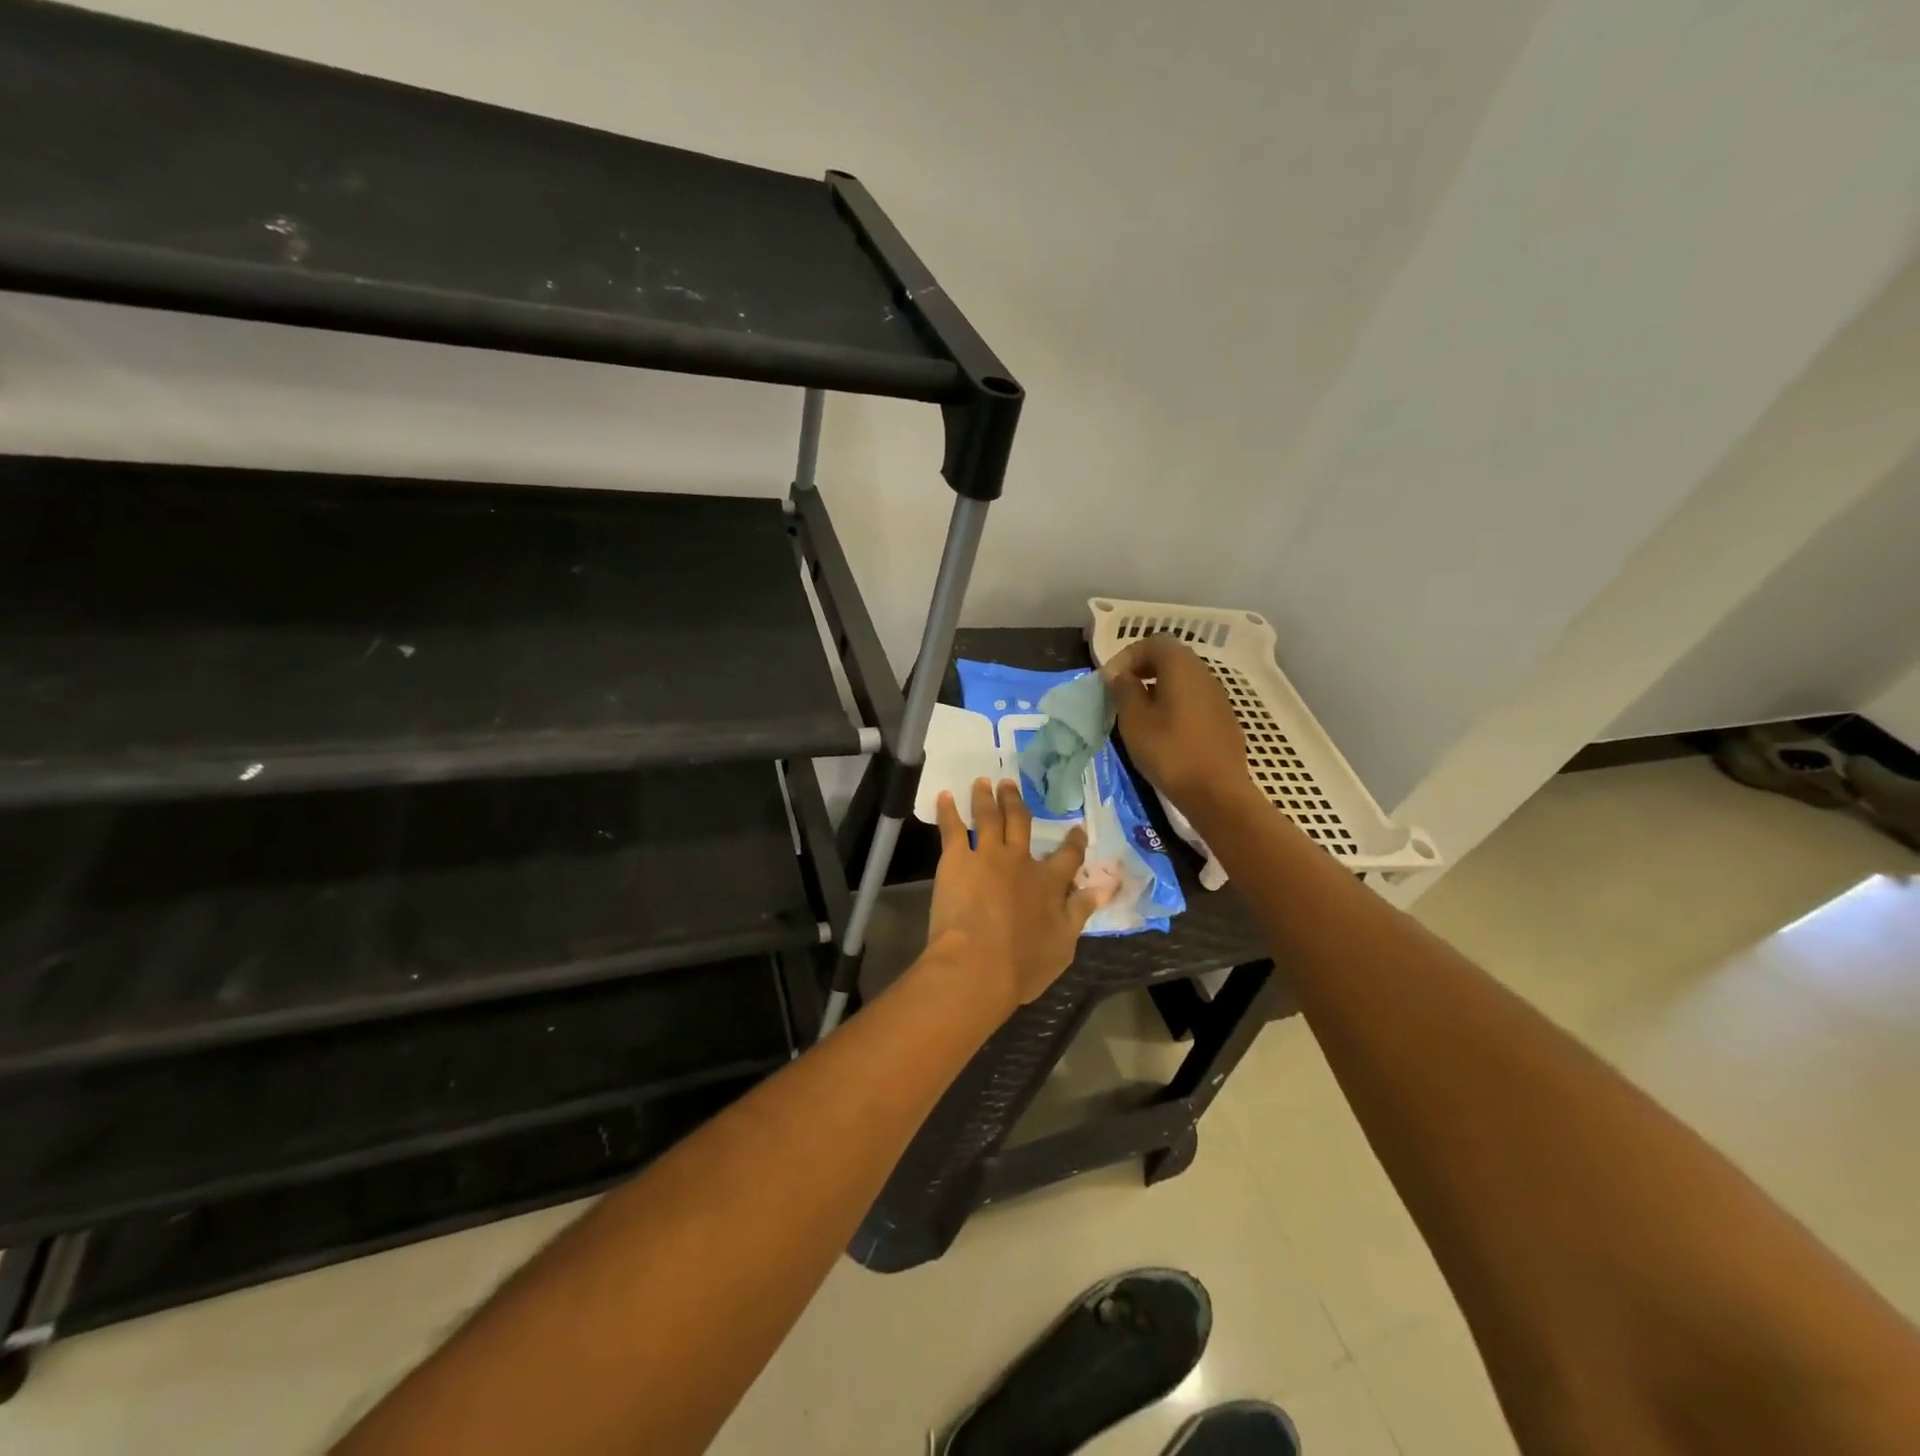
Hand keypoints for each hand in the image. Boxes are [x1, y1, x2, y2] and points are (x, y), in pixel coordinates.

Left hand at [927, 778, 1106, 1012]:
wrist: (976, 965)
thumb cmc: (1023, 964)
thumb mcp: (1064, 943)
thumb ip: (1080, 911)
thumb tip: (1103, 887)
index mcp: (1049, 882)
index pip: (1068, 856)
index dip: (1074, 842)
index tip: (1076, 829)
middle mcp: (1020, 860)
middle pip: (1020, 822)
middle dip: (1016, 802)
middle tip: (1009, 784)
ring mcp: (987, 855)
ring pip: (988, 817)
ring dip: (985, 797)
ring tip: (982, 782)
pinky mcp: (956, 859)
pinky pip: (952, 828)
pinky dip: (948, 810)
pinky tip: (944, 796)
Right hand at [1104, 635, 1259, 825]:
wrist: (1216, 792)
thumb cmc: (1169, 752)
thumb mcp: (1134, 720)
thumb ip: (1124, 690)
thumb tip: (1120, 675)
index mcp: (1181, 667)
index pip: (1153, 642)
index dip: (1127, 656)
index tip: (1110, 681)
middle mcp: (1204, 674)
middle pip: (1171, 658)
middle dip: (1142, 670)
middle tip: (1121, 693)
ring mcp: (1218, 697)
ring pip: (1183, 680)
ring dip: (1158, 688)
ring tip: (1139, 714)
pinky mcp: (1224, 719)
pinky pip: (1194, 700)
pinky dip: (1174, 704)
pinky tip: (1163, 731)